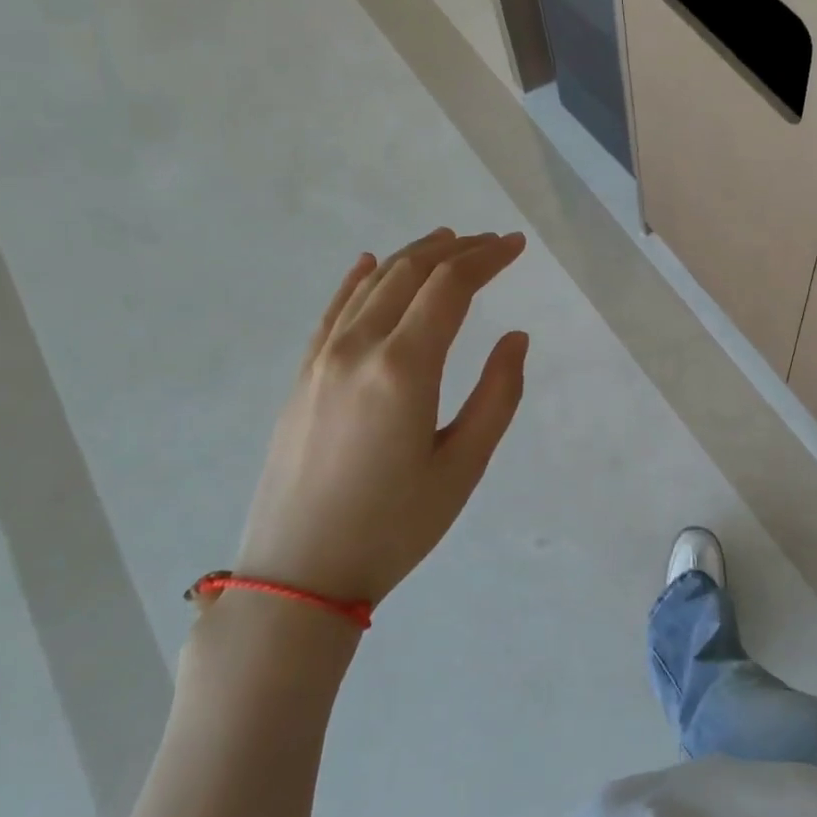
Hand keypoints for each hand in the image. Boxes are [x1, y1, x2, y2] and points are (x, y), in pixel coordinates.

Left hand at [234, 229, 529, 607]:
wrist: (298, 573)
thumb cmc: (395, 527)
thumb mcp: (463, 467)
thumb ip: (497, 396)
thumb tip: (516, 339)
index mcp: (404, 368)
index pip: (450, 288)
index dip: (488, 259)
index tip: (517, 246)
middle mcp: (358, 348)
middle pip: (410, 274)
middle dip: (457, 251)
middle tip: (494, 243)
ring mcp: (321, 360)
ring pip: (371, 285)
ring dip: (413, 256)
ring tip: (447, 242)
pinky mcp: (302, 377)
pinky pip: (334, 310)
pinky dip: (358, 280)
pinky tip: (370, 264)